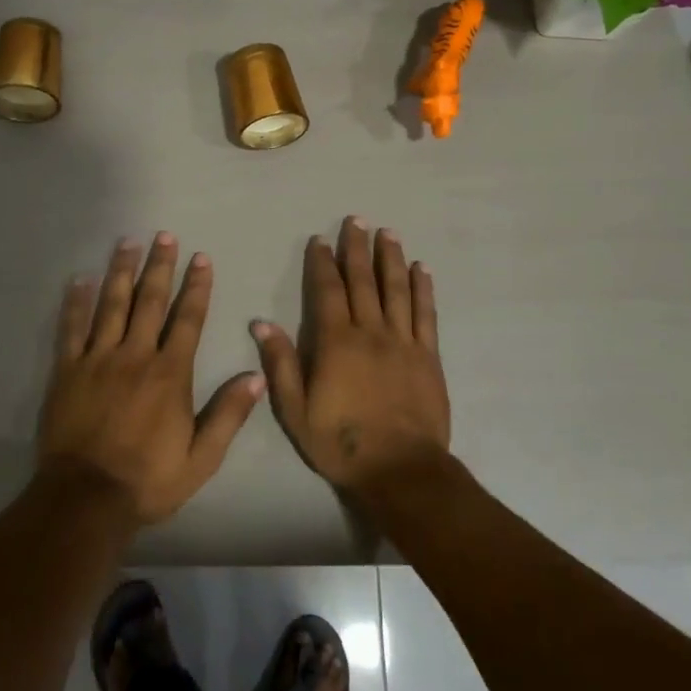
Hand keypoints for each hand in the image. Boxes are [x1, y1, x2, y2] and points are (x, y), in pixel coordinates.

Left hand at [39, 233, 264, 526]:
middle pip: (150, 301)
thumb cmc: (148, 479)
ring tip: (128, 242)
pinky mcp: (67, 371)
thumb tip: (257, 376)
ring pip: (112, 305)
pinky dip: (76, 302)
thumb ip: (228, 414)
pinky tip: (80, 279)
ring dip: (122, 271)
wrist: (86, 499)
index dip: (196, 287)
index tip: (201, 258)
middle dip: (160, 266)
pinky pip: (71, 329)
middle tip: (164, 235)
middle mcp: (135, 356)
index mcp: (170, 373)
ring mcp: (98, 360)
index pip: (188, 319)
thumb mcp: (201, 458)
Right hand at [253, 218, 449, 500]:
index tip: (320, 241)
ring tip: (387, 232)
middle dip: (357, 248)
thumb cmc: (342, 443)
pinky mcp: (428, 355)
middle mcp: (370, 332)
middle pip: (363, 281)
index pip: (328, 291)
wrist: (400, 470)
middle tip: (356, 220)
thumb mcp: (297, 411)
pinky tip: (421, 269)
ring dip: (390, 258)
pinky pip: (426, 313)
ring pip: (396, 289)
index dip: (323, 263)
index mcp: (336, 342)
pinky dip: (423, 288)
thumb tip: (262, 323)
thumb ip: (281, 364)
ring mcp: (403, 341)